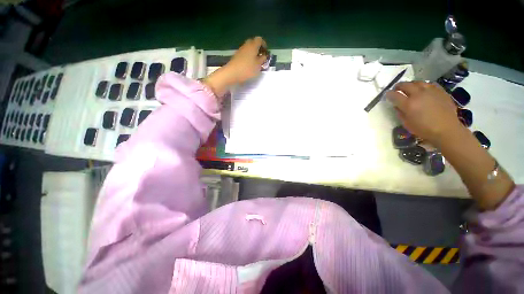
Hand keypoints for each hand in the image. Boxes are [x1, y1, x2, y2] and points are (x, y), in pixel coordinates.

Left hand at [224, 36, 267, 83]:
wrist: (232, 73)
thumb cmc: (247, 69)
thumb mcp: (258, 66)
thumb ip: (262, 59)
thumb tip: (264, 55)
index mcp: (253, 45)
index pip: (260, 39)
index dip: (264, 44)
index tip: (265, 52)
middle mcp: (246, 45)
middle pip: (253, 42)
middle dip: (258, 48)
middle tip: (261, 56)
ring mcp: (240, 50)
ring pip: (248, 48)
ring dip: (253, 53)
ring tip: (255, 62)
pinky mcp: (236, 56)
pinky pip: (244, 53)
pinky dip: (248, 56)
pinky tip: (249, 64)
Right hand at [386, 81, 463, 146]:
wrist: (446, 129)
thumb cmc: (424, 129)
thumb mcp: (406, 123)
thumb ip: (400, 113)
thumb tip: (397, 106)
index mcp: (408, 104)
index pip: (394, 95)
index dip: (389, 94)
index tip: (387, 95)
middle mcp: (418, 94)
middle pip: (405, 85)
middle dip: (399, 86)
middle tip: (396, 88)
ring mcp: (430, 91)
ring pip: (418, 82)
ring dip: (411, 84)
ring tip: (410, 88)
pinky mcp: (440, 91)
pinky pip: (429, 84)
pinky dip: (423, 85)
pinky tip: (423, 90)